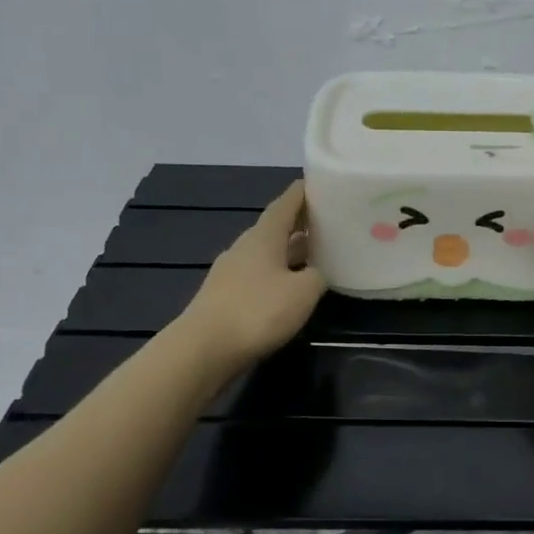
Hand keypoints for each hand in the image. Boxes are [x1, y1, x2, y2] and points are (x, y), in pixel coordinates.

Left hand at [179, 181, 325, 371]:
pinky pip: (259, 275)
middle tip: (329, 222)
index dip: (304, 193)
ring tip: (317, 255)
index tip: (322, 184)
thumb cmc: (257, 311)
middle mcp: (245, 247)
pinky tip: (291, 287)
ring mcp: (231, 272)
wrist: (203, 349)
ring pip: (268, 253)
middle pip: (277, 228)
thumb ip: (317, 276)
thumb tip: (316, 272)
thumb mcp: (303, 292)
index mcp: (264, 236)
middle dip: (302, 224)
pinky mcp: (225, 296)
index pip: (286, 203)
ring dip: (291, 251)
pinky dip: (278, 274)